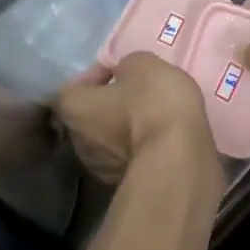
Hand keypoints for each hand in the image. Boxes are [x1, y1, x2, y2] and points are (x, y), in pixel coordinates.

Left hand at [54, 53, 217, 186]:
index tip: (119, 71)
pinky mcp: (121, 184)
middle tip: (133, 96)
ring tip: (148, 121)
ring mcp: (97, 167)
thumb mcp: (144, 65)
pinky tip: (158, 142)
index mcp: (72, 106)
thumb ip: (127, 66)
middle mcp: (76, 139)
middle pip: (87, 116)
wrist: (177, 158)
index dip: (97, 75)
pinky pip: (125, 159)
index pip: (74, 85)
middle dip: (107, 106)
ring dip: (121, 131)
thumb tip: (125, 74)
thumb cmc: (153, 104)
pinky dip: (136, 150)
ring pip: (105, 141)